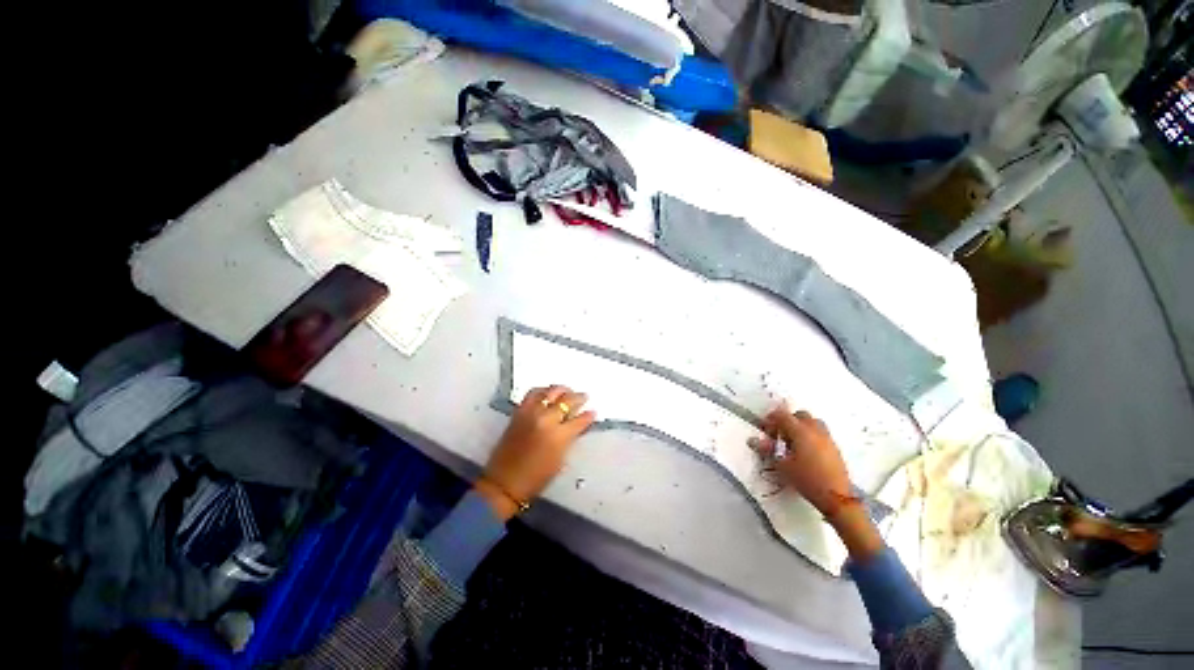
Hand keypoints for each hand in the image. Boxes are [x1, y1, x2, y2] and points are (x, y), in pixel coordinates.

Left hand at [475, 385, 595, 519]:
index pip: (579, 420)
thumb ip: (569, 439)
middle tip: (583, 397)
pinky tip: (547, 393)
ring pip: (550, 392)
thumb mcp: (560, 460)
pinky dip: (543, 391)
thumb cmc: (536, 478)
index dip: (588, 416)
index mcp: (559, 436)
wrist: (505, 482)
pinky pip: (533, 394)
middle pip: (566, 400)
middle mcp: (546, 419)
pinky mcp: (519, 412)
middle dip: (578, 397)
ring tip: (566, 392)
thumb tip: (576, 426)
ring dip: (561, 390)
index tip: (592, 412)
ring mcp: (531, 413)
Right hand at [749, 404, 883, 559]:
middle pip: (799, 415)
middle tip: (777, 435)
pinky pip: (820, 434)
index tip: (763, 429)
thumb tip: (753, 440)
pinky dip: (810, 435)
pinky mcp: (835, 449)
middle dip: (787, 420)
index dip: (770, 419)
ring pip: (812, 423)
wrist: (841, 502)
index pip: (782, 416)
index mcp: (801, 432)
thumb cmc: (809, 483)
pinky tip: (805, 451)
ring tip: (790, 443)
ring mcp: (828, 440)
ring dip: (800, 427)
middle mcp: (816, 431)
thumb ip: (768, 451)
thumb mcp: (783, 468)